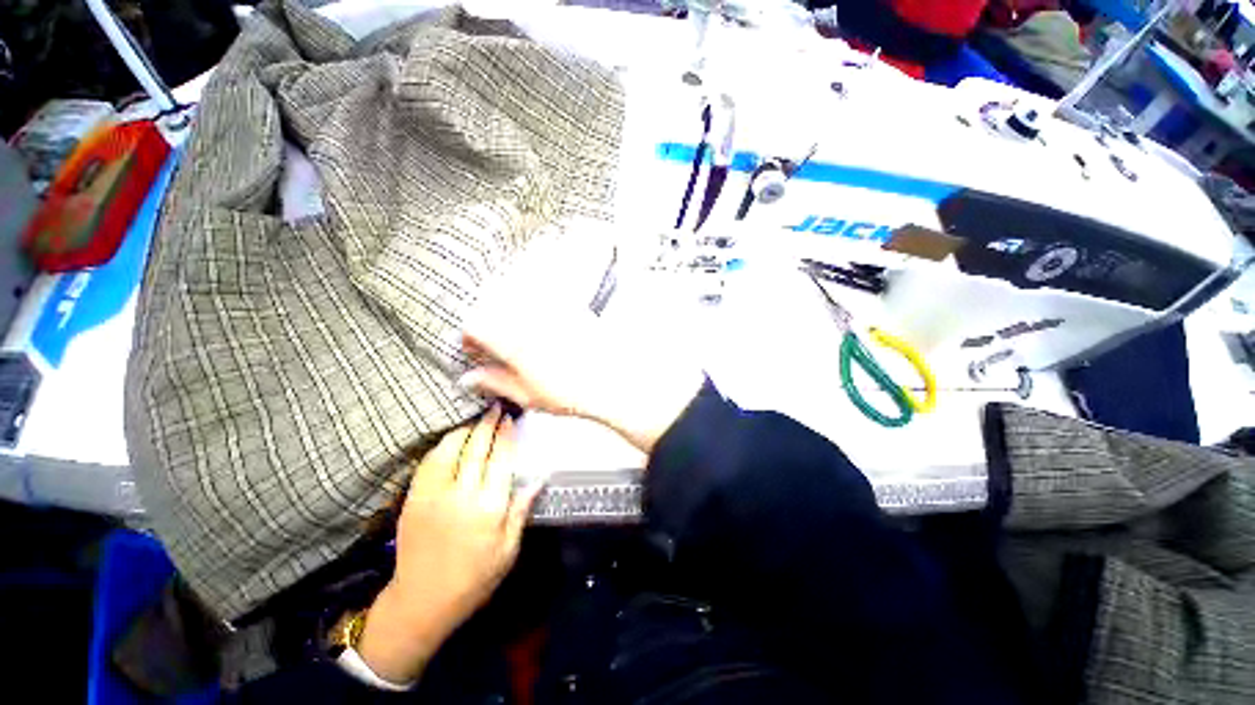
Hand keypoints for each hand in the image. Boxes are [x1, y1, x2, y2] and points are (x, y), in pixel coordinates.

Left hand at [358, 406, 538, 684]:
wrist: (422, 601)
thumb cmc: (474, 579)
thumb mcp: (508, 549)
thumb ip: (521, 510)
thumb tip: (539, 477)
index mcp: (489, 507)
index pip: (501, 458)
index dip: (506, 435)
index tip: (511, 418)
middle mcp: (461, 494)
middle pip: (477, 448)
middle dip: (488, 424)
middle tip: (496, 408)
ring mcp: (433, 494)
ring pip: (450, 449)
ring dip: (465, 430)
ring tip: (477, 420)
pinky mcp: (414, 499)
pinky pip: (429, 462)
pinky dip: (442, 446)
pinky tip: (451, 441)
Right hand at [460, 240, 704, 452]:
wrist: (609, 381)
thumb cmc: (569, 393)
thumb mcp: (527, 395)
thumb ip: (495, 382)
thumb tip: (469, 378)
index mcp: (513, 342)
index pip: (475, 326)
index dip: (470, 338)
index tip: (475, 350)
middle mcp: (529, 319)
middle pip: (493, 308)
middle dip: (488, 324)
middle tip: (496, 345)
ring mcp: (550, 310)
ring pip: (516, 296)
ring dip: (509, 311)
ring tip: (519, 335)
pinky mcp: (569, 306)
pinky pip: (544, 293)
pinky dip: (535, 301)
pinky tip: (543, 323)